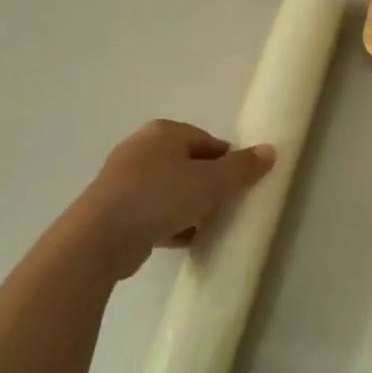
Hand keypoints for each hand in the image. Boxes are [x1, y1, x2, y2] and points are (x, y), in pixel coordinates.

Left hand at [76, 120, 275, 279]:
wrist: (101, 236)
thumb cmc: (161, 197)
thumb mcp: (211, 182)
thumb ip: (242, 168)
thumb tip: (270, 150)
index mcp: (164, 132)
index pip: (209, 142)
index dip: (229, 163)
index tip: (240, 187)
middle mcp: (142, 148)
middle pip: (189, 165)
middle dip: (209, 186)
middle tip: (226, 208)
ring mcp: (125, 179)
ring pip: (171, 190)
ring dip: (191, 207)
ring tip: (207, 227)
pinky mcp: (115, 208)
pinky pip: (154, 211)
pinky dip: (170, 222)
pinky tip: (184, 240)